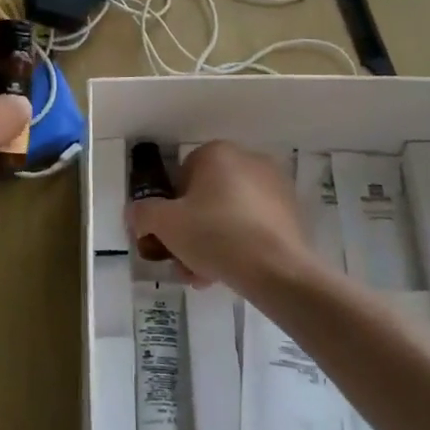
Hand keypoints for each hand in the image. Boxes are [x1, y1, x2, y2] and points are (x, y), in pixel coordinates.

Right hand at [127, 141, 317, 296]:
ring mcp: (274, 186)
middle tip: (184, 263)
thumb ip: (143, 214)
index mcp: (217, 153)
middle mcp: (248, 160)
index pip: (181, 177)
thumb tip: (138, 214)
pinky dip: (239, 245)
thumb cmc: (214, 235)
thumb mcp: (164, 224)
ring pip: (229, 215)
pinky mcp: (291, 213)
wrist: (276, 269)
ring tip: (204, 276)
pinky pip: (253, 225)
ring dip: (212, 243)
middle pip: (206, 198)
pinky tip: (230, 273)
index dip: (170, 210)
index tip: (168, 238)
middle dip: (191, 232)